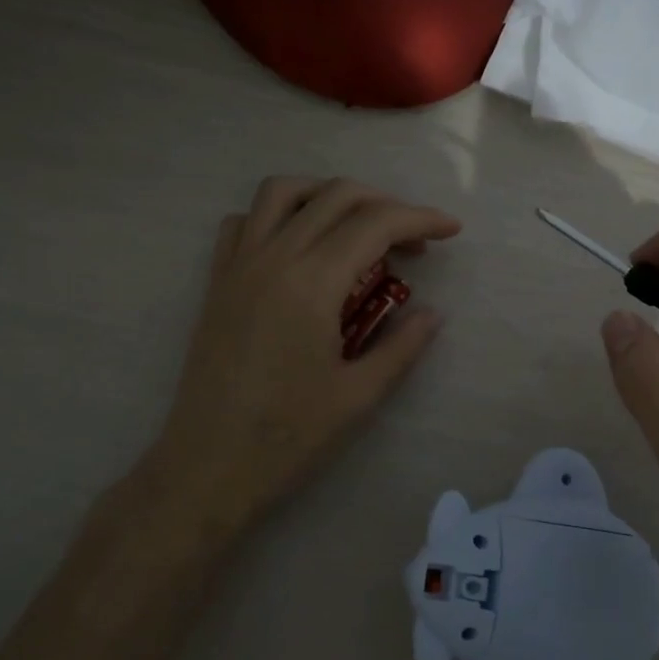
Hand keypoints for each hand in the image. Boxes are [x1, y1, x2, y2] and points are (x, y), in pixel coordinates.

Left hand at [151, 177, 459, 531]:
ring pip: (283, 191)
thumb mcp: (359, 396)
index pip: (375, 224)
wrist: (206, 468)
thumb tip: (433, 313)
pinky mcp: (217, 281)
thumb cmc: (287, 438)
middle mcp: (272, 258)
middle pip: (335, 195)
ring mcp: (238, 265)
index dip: (420, 219)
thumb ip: (403, 346)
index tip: (451, 231)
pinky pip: (245, 221)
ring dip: (329, 195)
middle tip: (414, 241)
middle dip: (385, 204)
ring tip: (358, 226)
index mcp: (311, 283)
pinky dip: (279, 214)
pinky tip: (300, 245)